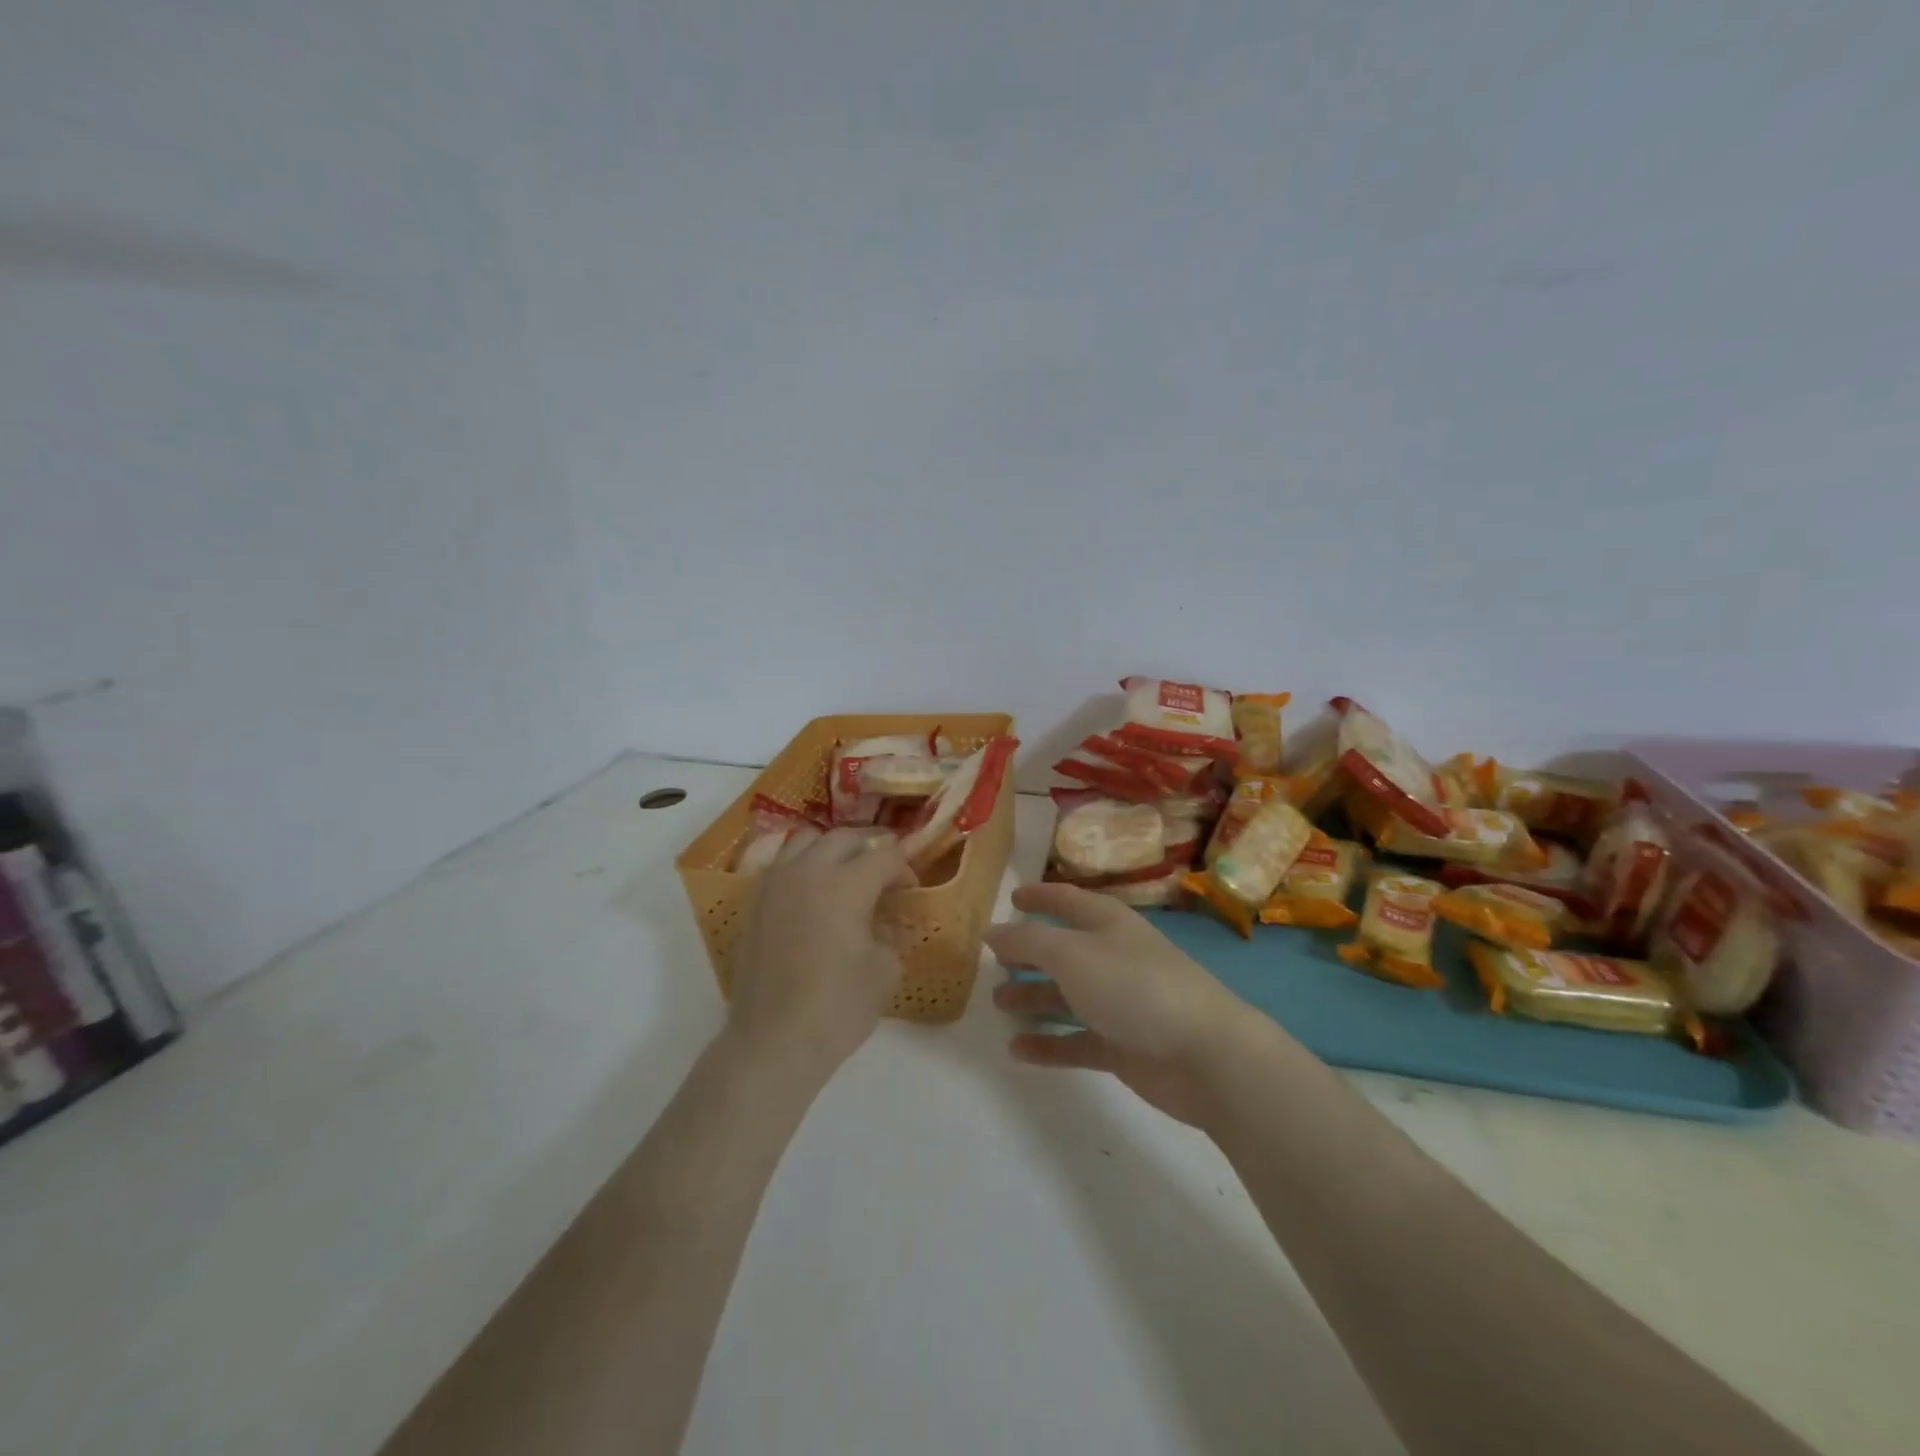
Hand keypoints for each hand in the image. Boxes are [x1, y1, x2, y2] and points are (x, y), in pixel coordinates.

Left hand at [726, 828, 916, 1088]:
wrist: (773, 1042)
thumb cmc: (838, 1008)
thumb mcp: (884, 971)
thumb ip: (891, 933)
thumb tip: (887, 919)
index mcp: (846, 885)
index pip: (885, 854)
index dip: (904, 867)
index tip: (910, 888)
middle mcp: (808, 872)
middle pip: (845, 838)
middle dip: (870, 849)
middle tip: (884, 875)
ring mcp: (775, 884)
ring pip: (807, 840)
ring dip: (832, 849)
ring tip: (845, 873)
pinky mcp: (754, 902)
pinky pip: (782, 864)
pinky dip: (802, 865)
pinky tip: (812, 892)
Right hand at [986, 882, 1262, 1126]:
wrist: (1204, 1054)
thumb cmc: (1134, 986)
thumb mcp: (1072, 953)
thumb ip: (1028, 941)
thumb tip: (993, 931)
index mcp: (1107, 924)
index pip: (1067, 901)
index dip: (1040, 896)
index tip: (1012, 897)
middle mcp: (1112, 958)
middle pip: (1064, 951)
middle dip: (1029, 953)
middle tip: (993, 962)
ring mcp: (1119, 1004)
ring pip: (1067, 996)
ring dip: (1034, 998)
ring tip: (998, 1004)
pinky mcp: (1122, 1046)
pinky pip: (1076, 1040)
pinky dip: (1048, 1044)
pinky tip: (1017, 1050)